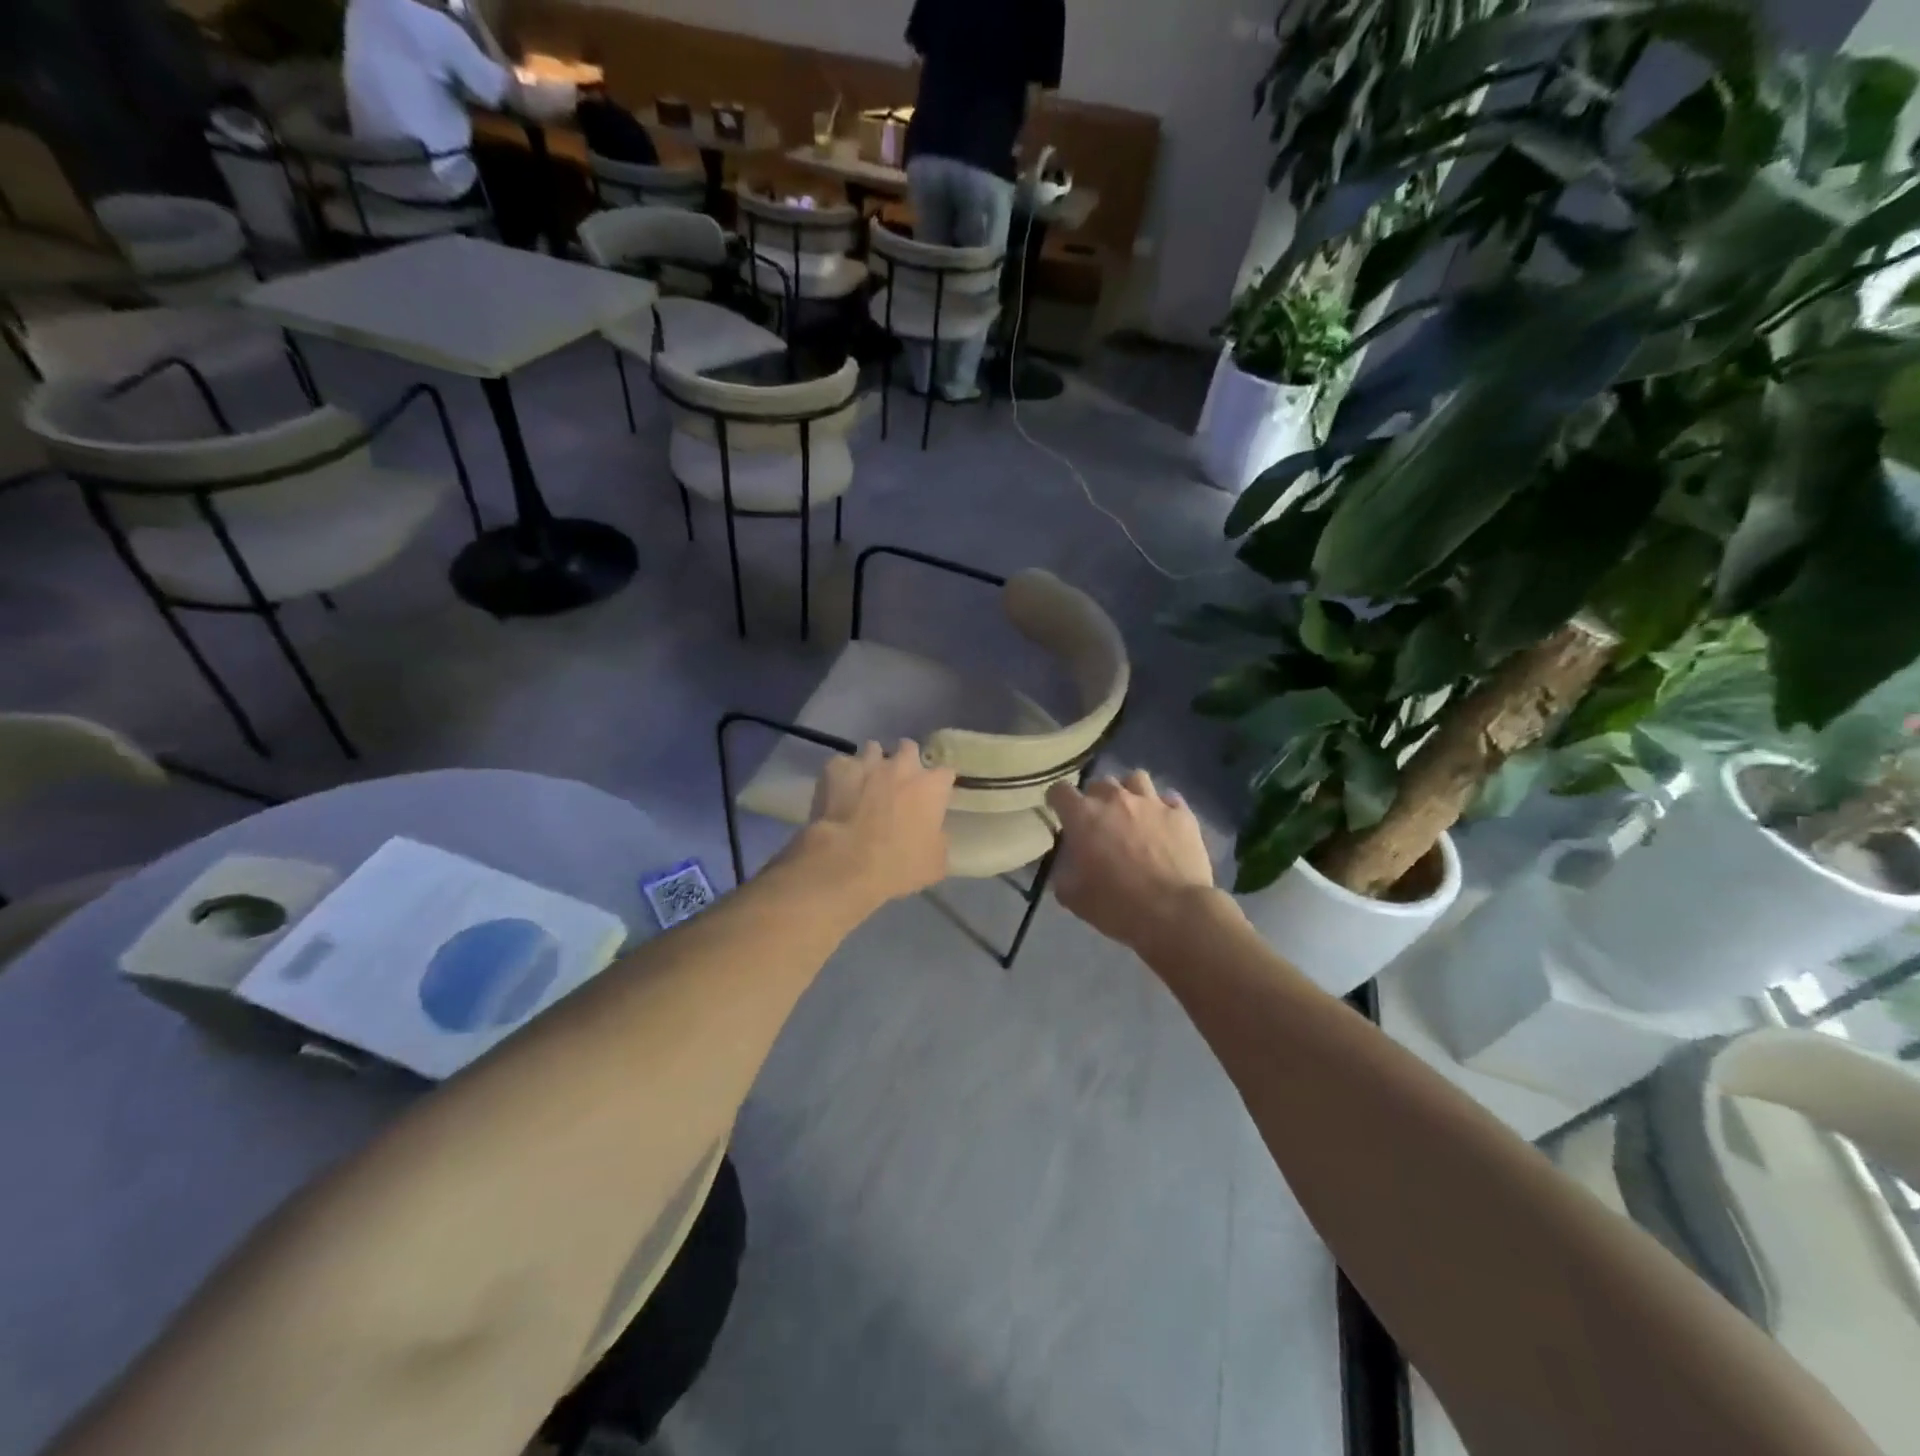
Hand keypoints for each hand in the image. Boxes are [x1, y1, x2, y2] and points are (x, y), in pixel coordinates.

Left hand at [797, 740, 954, 910]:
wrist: (847, 864)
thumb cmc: (900, 866)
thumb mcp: (935, 862)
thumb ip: (938, 838)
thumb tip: (932, 831)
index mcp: (932, 786)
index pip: (945, 773)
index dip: (939, 786)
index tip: (933, 799)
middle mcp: (902, 766)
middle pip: (909, 749)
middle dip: (906, 761)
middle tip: (898, 784)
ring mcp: (868, 763)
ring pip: (874, 750)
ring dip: (873, 763)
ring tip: (865, 783)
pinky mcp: (836, 769)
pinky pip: (842, 764)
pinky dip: (842, 775)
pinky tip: (837, 790)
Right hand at [1047, 770, 1216, 953]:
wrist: (1174, 913)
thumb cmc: (1116, 905)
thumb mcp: (1073, 897)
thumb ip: (1063, 874)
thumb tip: (1065, 867)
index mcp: (1084, 816)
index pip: (1060, 791)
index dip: (1057, 800)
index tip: (1059, 813)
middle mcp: (1116, 799)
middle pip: (1099, 782)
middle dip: (1095, 798)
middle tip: (1099, 821)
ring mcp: (1152, 803)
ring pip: (1135, 779)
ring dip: (1129, 792)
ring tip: (1132, 812)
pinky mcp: (1182, 814)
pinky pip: (1169, 799)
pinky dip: (1163, 808)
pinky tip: (1163, 823)